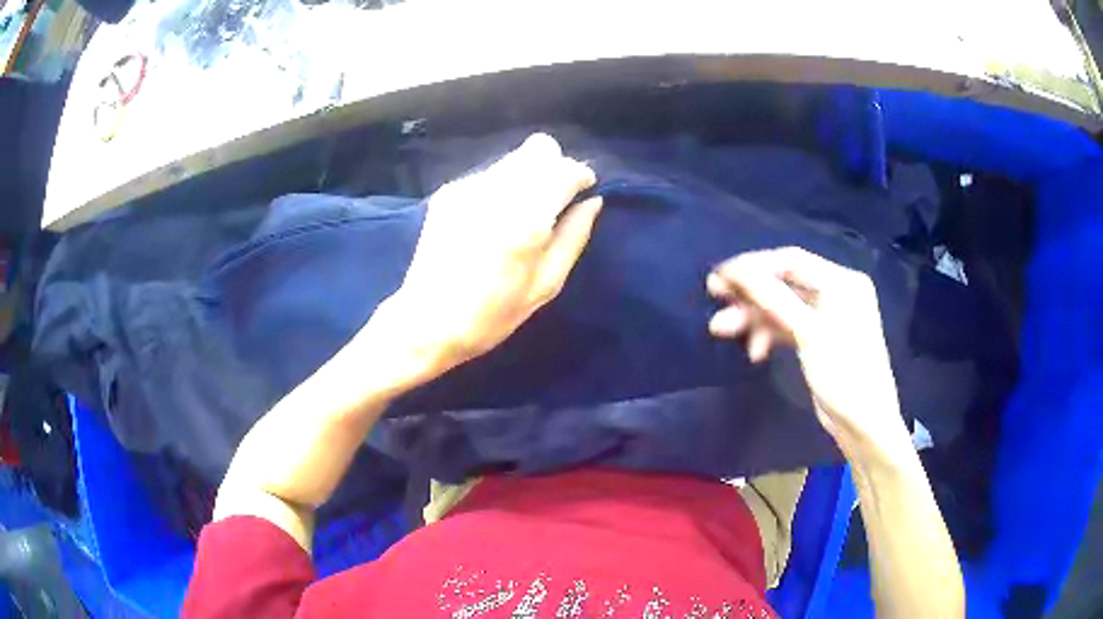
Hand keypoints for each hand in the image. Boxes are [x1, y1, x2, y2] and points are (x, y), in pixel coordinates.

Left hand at [380, 133, 601, 382]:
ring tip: (522, 213)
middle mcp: (496, 191)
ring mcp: (468, 187)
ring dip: (528, 175)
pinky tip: (493, 219)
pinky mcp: (448, 192)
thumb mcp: (546, 284)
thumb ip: (574, 236)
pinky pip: (489, 174)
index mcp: (525, 217)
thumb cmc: (494, 313)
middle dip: (554, 167)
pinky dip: (502, 187)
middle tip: (554, 201)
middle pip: (539, 148)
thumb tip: (593, 201)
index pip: (564, 169)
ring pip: (513, 158)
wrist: (427, 322)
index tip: (582, 192)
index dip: (579, 176)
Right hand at [706, 247, 911, 463]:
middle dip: (750, 293)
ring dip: (753, 317)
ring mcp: (826, 317)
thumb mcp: (809, 333)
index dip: (753, 265)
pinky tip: (754, 352)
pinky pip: (787, 326)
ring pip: (781, 306)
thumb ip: (773, 298)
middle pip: (784, 282)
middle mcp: (835, 292)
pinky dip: (768, 334)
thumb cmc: (844, 374)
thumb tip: (736, 270)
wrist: (863, 425)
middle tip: (715, 297)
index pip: (791, 260)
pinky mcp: (817, 339)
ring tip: (722, 330)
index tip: (720, 276)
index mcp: (842, 282)